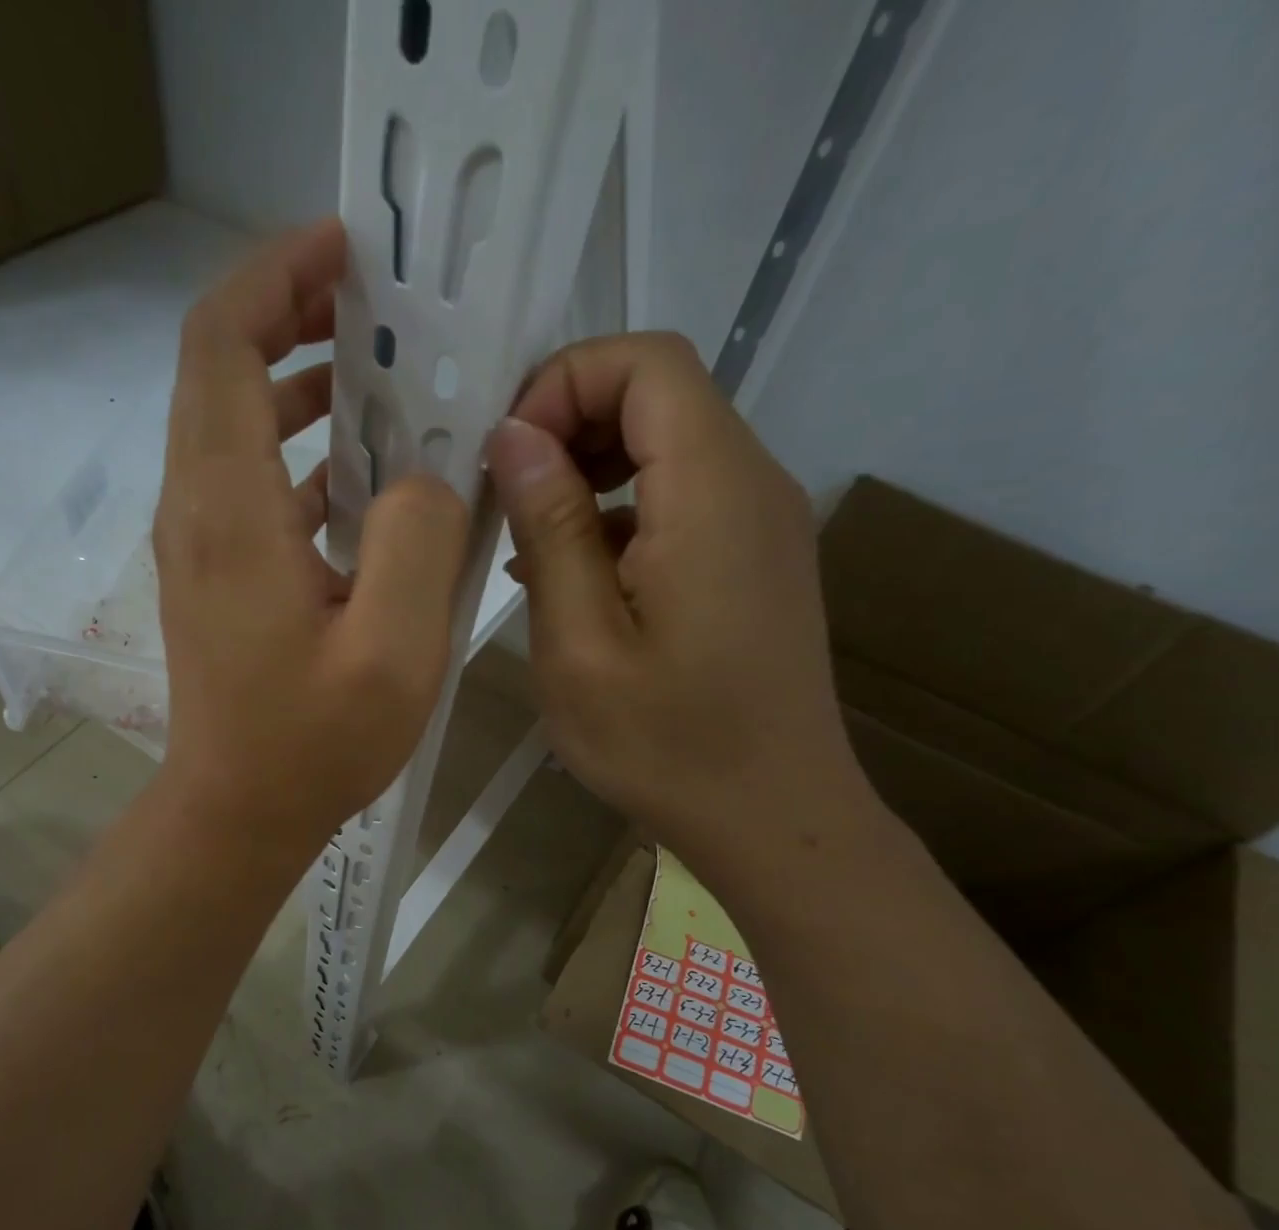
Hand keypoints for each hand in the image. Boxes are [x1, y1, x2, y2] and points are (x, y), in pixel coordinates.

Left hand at [154, 219, 470, 852]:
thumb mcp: (394, 649)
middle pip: (218, 368)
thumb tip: (424, 477)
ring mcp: (196, 540)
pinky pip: (244, 477)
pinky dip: (294, 447)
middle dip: (290, 314)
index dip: (275, 275)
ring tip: (377, 375)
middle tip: (374, 304)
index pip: (221, 342)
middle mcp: (195, 506)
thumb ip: (418, 540)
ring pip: (230, 421)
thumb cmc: (312, 743)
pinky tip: (358, 472)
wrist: (237, 811)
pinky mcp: (211, 571)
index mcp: (229, 507)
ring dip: (295, 382)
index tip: (346, 250)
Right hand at [484, 332, 871, 865]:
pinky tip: (573, 579)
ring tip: (528, 545)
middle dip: (568, 424)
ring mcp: (760, 522)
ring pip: (667, 445)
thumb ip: (551, 527)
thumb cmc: (666, 744)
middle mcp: (752, 484)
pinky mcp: (753, 559)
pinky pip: (681, 498)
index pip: (646, 362)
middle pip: (658, 394)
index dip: (563, 384)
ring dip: (589, 472)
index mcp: (711, 492)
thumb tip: (515, 436)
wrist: (773, 818)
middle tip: (505, 500)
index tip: (508, 461)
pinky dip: (619, 512)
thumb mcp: (580, 643)